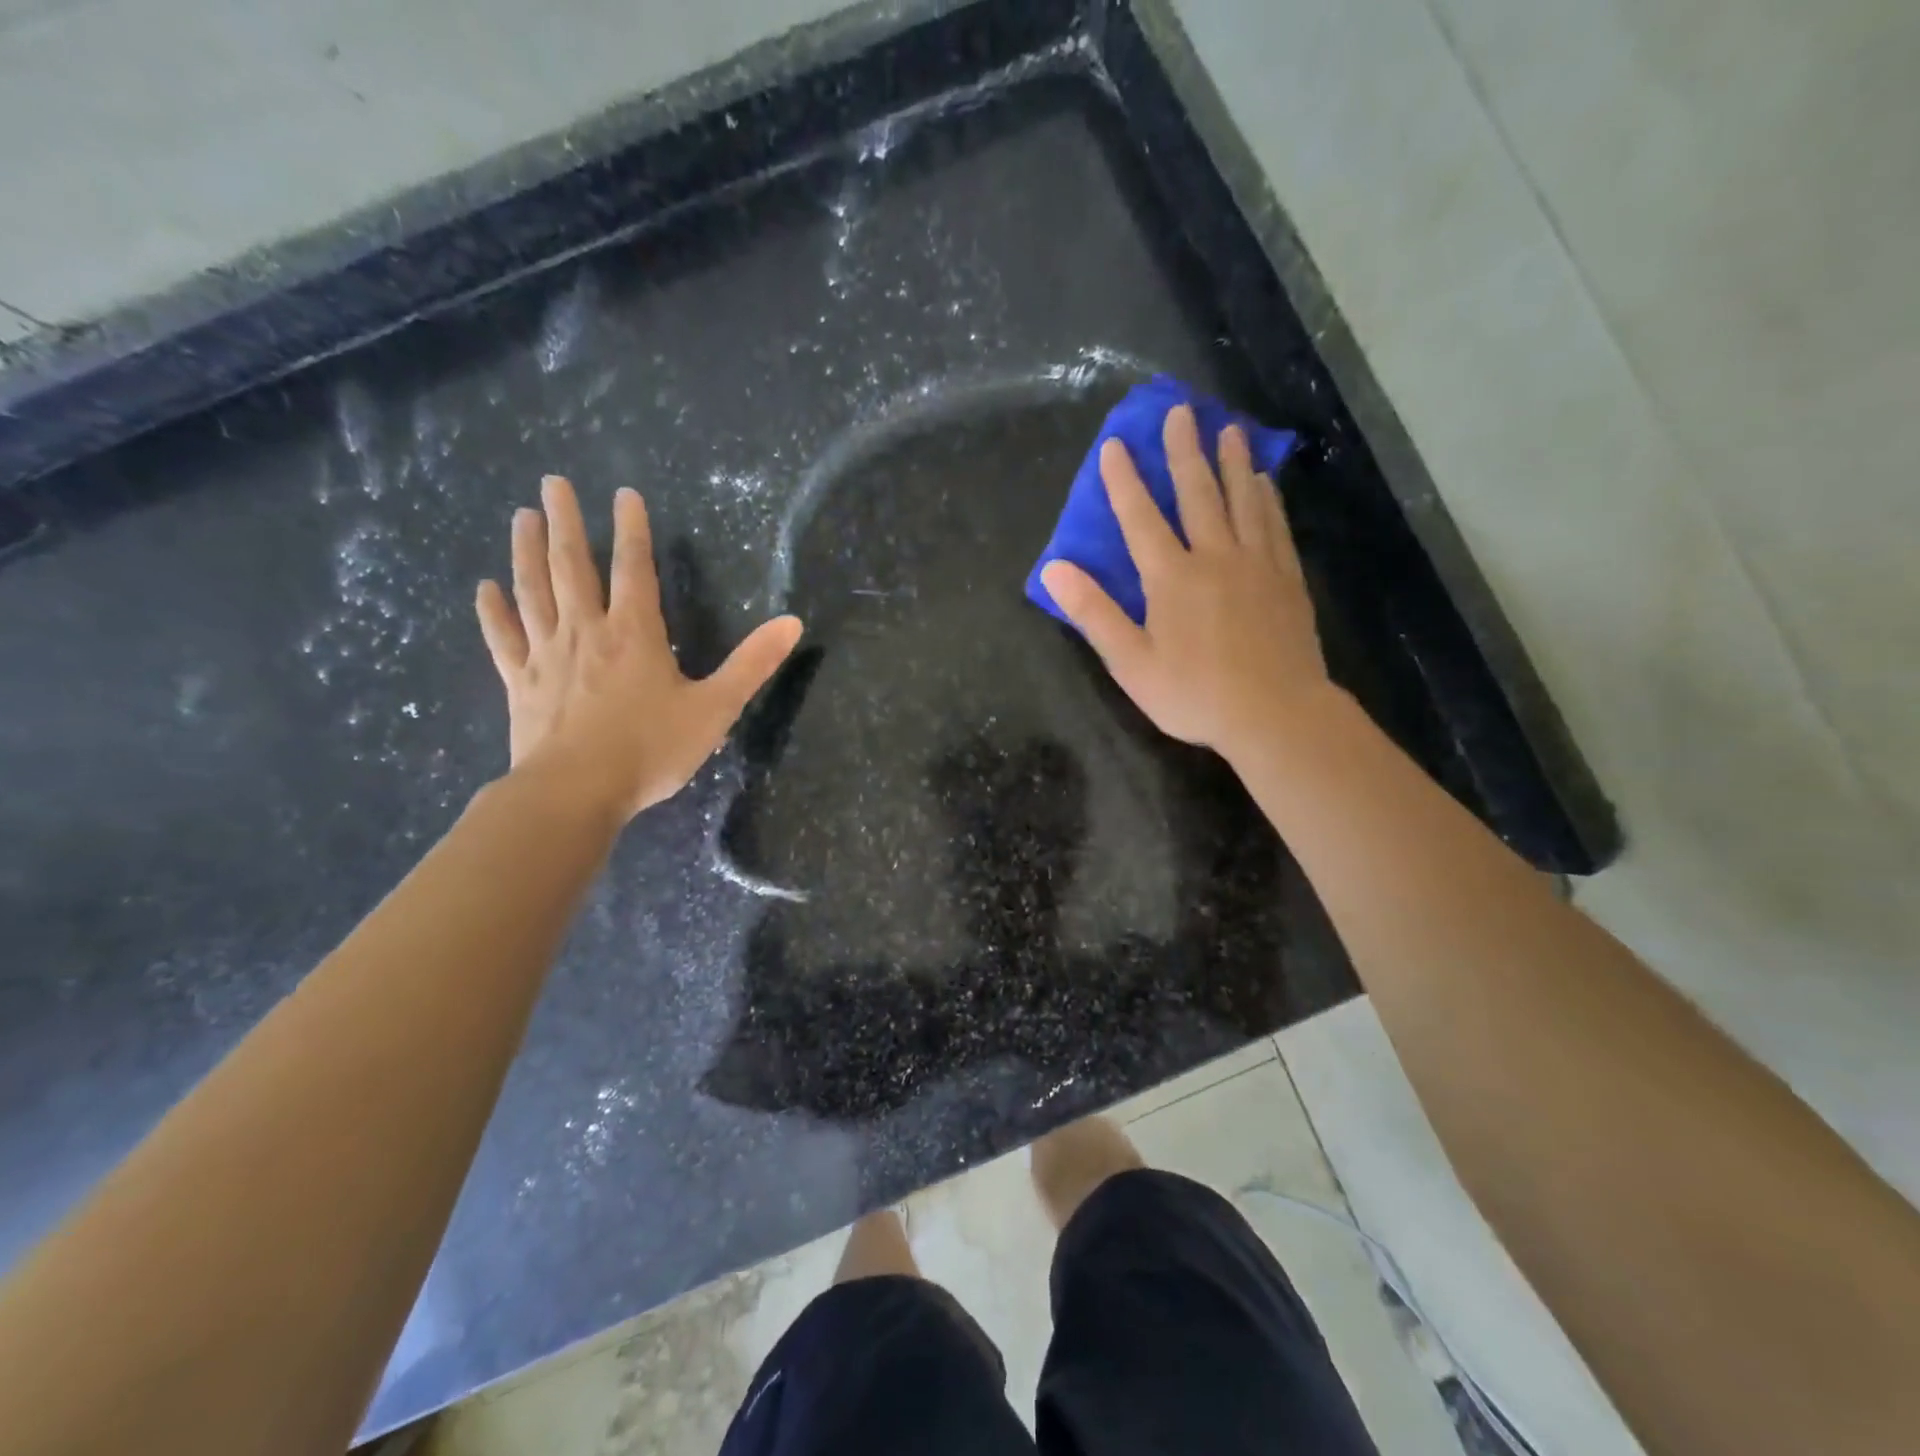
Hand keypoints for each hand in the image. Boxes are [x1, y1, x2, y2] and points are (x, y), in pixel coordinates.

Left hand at [475, 475, 802, 821]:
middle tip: (554, 482)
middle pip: (572, 566)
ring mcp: (547, 655)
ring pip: (533, 591)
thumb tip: (794, 622)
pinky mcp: (522, 683)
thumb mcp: (716, 708)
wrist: (576, 793)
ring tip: (523, 516)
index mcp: (635, 633)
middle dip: (567, 522)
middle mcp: (587, 631)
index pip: (634, 568)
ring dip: (526, 551)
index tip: (624, 494)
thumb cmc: (650, 749)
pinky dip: (492, 612)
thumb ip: (753, 664)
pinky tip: (484, 589)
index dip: (632, 529)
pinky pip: (503, 639)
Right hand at [1040, 404, 1330, 761]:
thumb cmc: (1194, 694)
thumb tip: (1054, 570)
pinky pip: (1274, 526)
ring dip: (1232, 461)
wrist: (1276, 714)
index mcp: (1170, 577)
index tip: (1115, 444)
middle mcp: (1214, 557)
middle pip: (1197, 493)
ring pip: (1242, 500)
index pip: (1140, 517)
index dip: (1123, 481)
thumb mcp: (1130, 663)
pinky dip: (1267, 498)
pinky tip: (1265, 482)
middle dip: (1184, 451)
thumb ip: (1094, 613)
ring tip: (1228, 429)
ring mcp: (1256, 564)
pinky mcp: (1286, 579)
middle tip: (1181, 410)